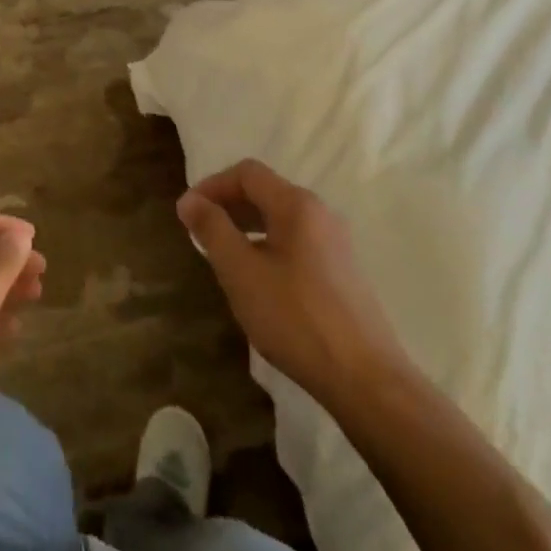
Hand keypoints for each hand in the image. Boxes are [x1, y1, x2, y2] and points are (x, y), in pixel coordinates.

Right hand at [179, 160, 408, 407]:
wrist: (364, 378)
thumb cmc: (294, 318)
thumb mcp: (241, 272)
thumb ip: (212, 229)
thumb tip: (189, 200)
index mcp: (296, 205)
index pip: (247, 172)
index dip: (212, 185)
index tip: (187, 213)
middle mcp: (320, 213)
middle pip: (265, 191)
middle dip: (227, 204)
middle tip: (198, 232)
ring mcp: (335, 242)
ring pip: (280, 218)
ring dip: (245, 225)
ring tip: (221, 254)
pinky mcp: (341, 270)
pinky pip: (295, 240)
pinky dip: (266, 244)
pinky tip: (256, 279)